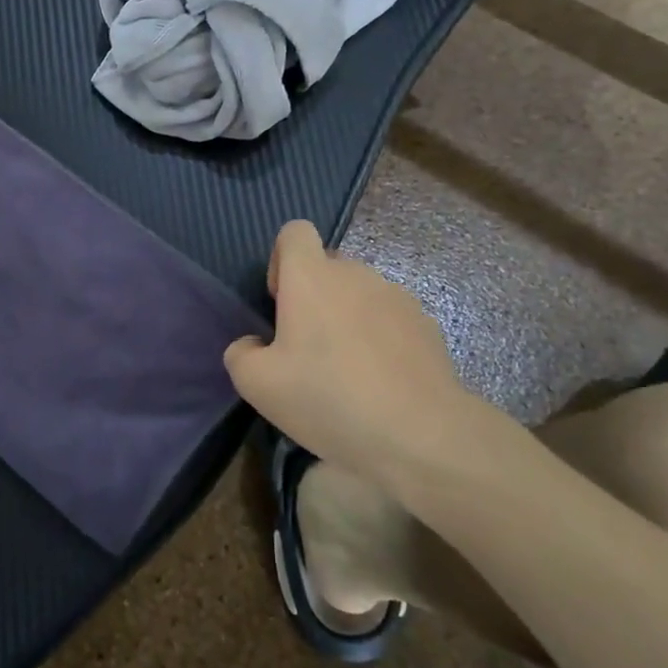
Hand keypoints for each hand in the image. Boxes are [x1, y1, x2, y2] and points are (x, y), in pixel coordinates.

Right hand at [224, 221, 503, 481]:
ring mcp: (397, 297)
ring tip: (346, 372)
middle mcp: (355, 274)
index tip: (280, 303)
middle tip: (306, 349)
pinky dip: (379, 340)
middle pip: (327, 266)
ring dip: (346, 318)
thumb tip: (254, 345)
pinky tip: (379, 383)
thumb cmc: (328, 398)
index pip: (294, 232)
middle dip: (312, 297)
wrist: (421, 435)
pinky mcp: (427, 326)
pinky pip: (390, 320)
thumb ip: (240, 354)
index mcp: (311, 277)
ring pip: (359, 294)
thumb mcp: (257, 385)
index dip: (280, 260)